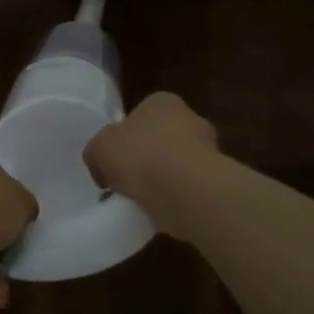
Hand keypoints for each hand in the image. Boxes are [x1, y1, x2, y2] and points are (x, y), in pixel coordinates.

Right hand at [84, 91, 220, 238]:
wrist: (189, 193)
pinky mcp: (217, 183)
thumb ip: (96, 152)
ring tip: (142, 201)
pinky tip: (161, 212)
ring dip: (163, 180)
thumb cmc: (142, 156)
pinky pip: (188, 189)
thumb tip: (102, 167)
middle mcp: (191, 119)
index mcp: (163, 102)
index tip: (114, 158)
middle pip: (161, 139)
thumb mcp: (99, 148)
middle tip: (127, 180)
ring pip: (177, 165)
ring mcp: (210, 151)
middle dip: (147, 157)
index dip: (125, 135)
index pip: (141, 114)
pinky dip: (175, 199)